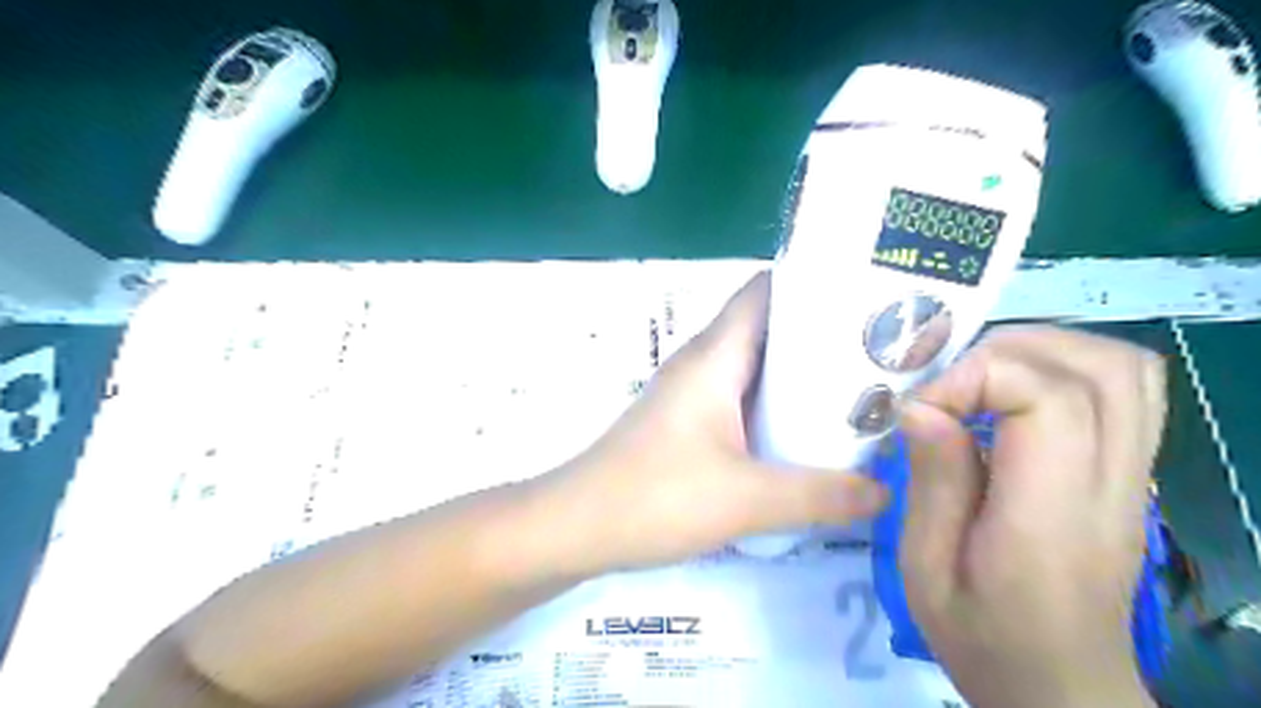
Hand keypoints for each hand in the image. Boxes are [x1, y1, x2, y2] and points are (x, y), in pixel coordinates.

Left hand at [540, 270, 883, 575]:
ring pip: (755, 366)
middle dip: (822, 334)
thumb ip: (821, 495)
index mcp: (714, 356)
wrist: (577, 525)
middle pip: (768, 327)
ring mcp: (691, 392)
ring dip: (800, 375)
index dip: (815, 282)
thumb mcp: (748, 499)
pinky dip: (776, 405)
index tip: (870, 297)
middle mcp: (702, 362)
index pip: (766, 291)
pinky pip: (740, 398)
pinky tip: (806, 432)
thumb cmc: (656, 497)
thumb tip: (885, 491)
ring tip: (859, 389)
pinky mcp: (686, 421)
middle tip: (882, 352)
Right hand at [901, 326, 1167, 707]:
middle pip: (1101, 369)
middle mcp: (1111, 486)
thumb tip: (921, 406)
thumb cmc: (980, 633)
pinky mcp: (1130, 476)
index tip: (923, 405)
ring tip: (982, 374)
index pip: (1050, 400)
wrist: (1057, 685)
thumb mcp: (926, 566)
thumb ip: (932, 481)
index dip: (978, 378)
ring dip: (1046, 350)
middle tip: (951, 378)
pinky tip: (1018, 393)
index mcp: (1051, 515)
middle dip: (1011, 350)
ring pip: (1126, 370)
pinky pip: (1129, 392)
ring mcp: (1132, 479)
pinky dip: (1072, 368)